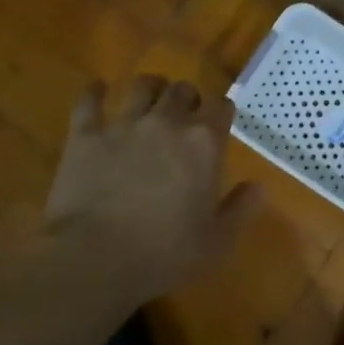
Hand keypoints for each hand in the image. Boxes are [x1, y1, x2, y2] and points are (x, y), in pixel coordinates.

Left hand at [44, 74, 259, 301]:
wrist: (96, 258)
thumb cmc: (165, 254)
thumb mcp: (217, 241)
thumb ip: (241, 208)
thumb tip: (258, 186)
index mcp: (204, 143)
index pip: (221, 106)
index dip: (221, 111)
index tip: (219, 122)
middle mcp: (167, 122)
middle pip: (182, 90)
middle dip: (187, 98)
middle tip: (184, 115)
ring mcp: (124, 124)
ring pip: (140, 86)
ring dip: (149, 88)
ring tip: (148, 98)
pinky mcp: (86, 134)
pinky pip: (89, 101)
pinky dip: (94, 93)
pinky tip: (97, 91)